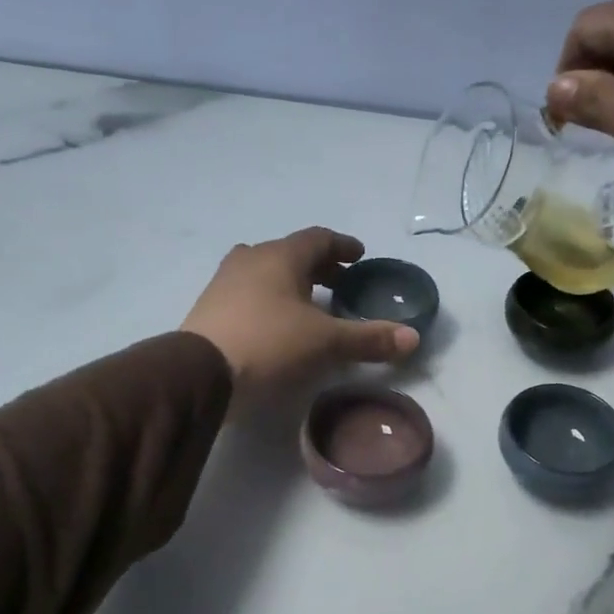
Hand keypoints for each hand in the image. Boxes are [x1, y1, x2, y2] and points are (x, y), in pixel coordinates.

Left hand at [182, 228, 419, 393]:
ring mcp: (224, 282)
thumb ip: (369, 339)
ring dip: (290, 282)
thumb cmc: (269, 345)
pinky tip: (276, 324)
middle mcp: (250, 259)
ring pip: (265, 271)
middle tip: (340, 282)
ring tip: (309, 304)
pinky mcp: (209, 308)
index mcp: (280, 256)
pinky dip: (269, 300)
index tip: (359, 256)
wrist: (200, 374)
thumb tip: (413, 338)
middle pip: (290, 253)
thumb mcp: (326, 343)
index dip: (343, 246)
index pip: (318, 238)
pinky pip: (248, 293)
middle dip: (318, 266)